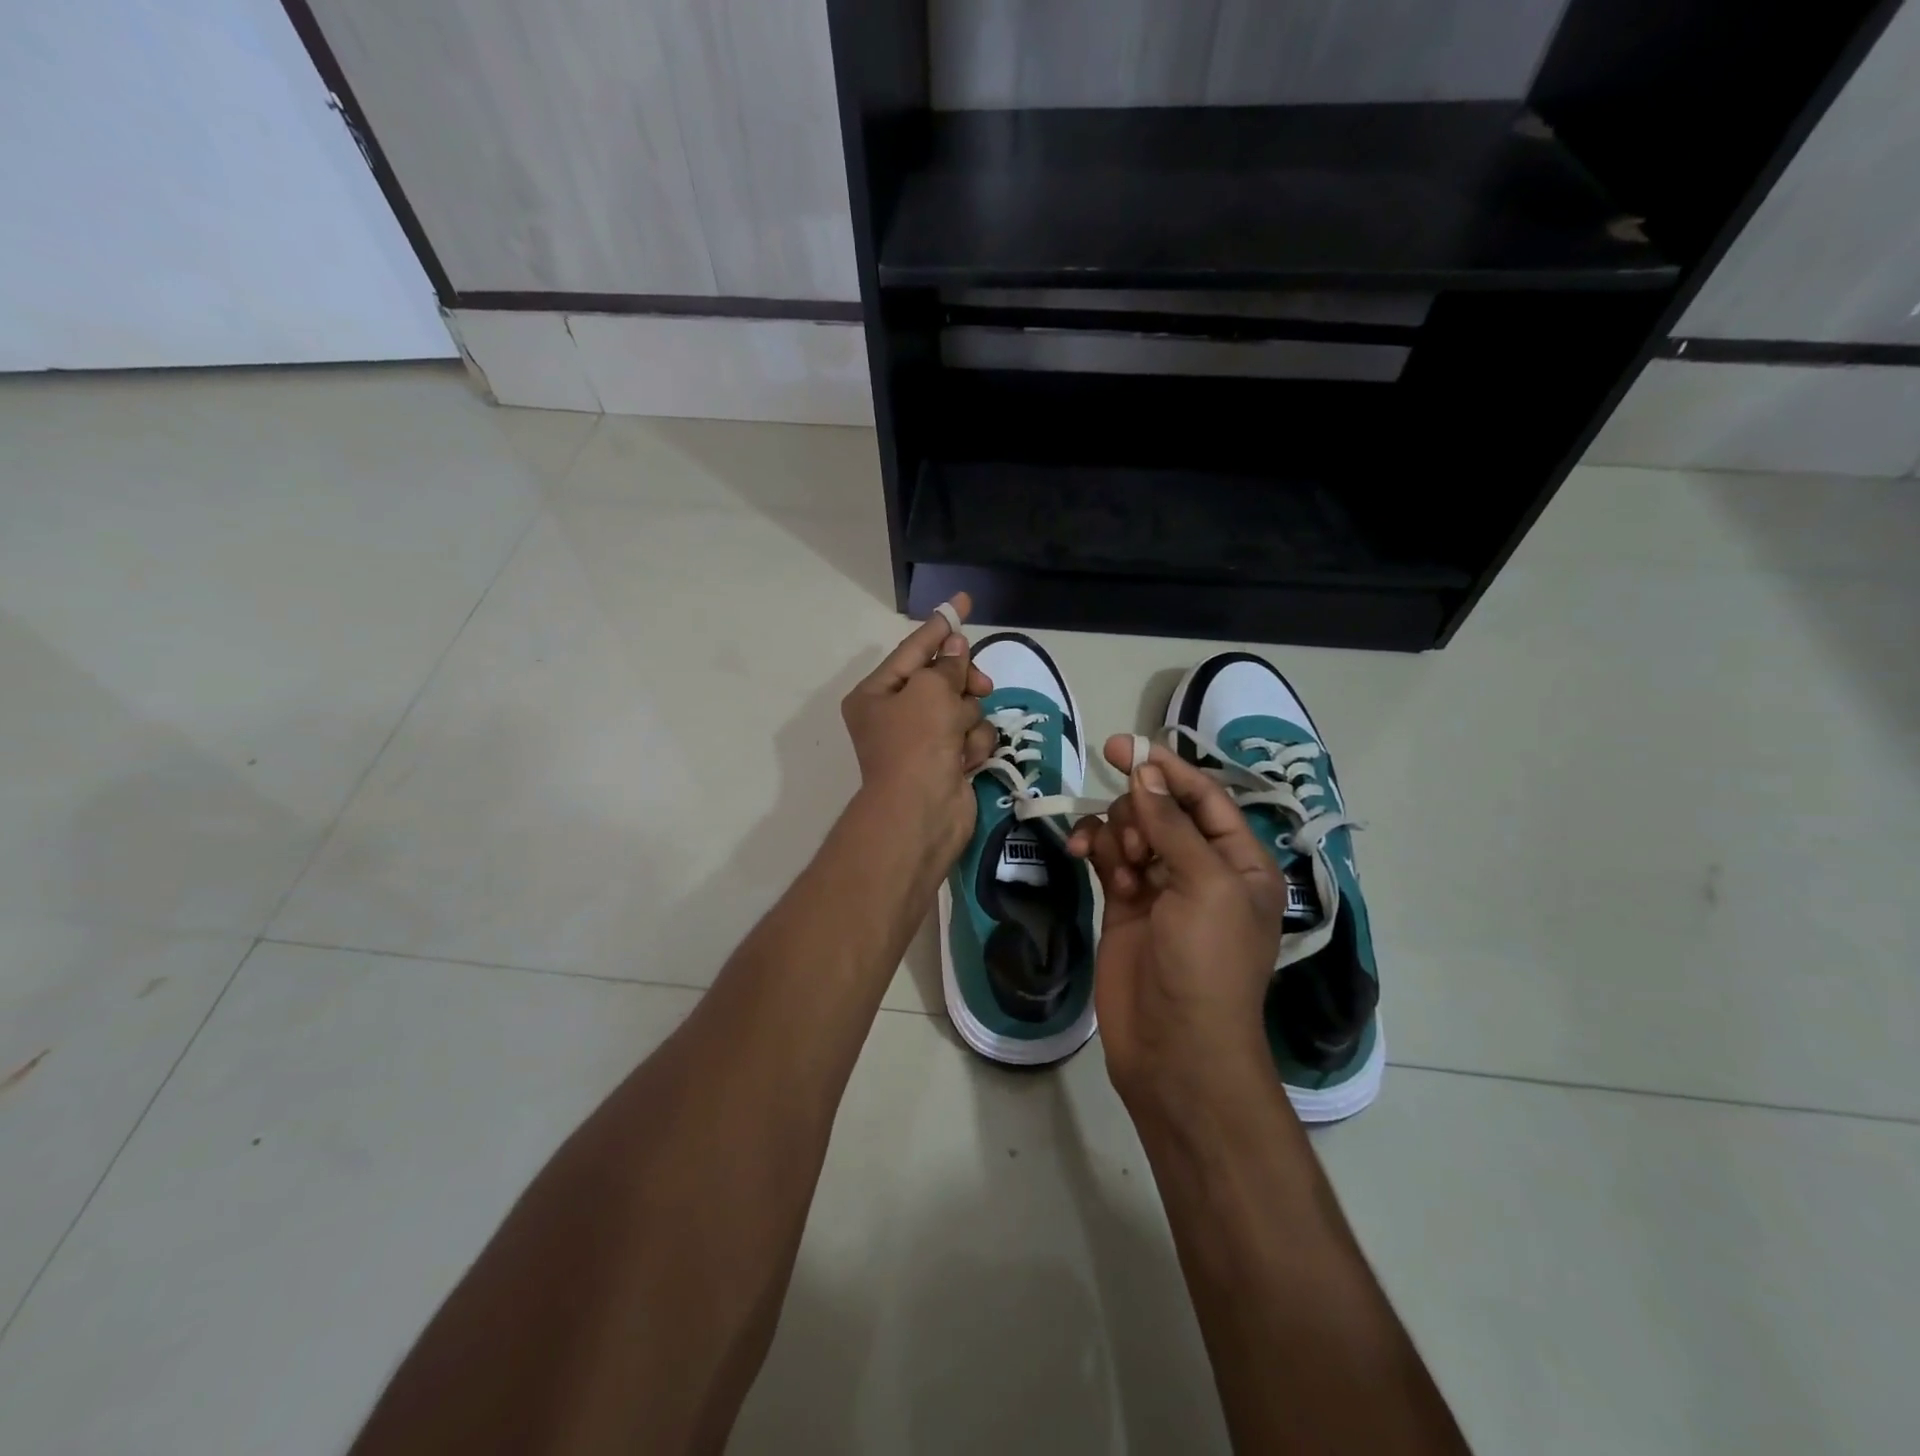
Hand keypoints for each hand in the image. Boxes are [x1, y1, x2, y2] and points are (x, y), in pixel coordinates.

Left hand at [841, 594, 995, 863]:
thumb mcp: (930, 691)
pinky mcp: (948, 762)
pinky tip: (965, 761)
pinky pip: (971, 736)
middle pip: (943, 679)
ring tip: (958, 740)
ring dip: (968, 720)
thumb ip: (947, 665)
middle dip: (962, 683)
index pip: (913, 648)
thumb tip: (955, 647)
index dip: (940, 625)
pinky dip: (972, 745)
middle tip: (977, 685)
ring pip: (964, 707)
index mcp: (877, 693)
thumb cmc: (916, 743)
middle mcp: (897, 714)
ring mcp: (924, 740)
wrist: (921, 813)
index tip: (962, 601)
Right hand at [1068, 739, 1287, 1109]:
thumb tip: (1144, 773)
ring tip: (1120, 872)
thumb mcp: (1203, 885)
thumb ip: (1171, 825)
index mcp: (1239, 862)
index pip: (1204, 798)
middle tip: (1132, 844)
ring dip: (1117, 836)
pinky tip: (1084, 857)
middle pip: (1161, 810)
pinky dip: (1096, 850)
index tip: (1124, 746)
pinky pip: (1108, 858)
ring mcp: (1160, 887)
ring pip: (1130, 832)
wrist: (1175, 1047)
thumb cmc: (1207, 963)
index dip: (1167, 769)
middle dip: (1139, 813)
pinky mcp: (1124, 905)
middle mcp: (1201, 869)